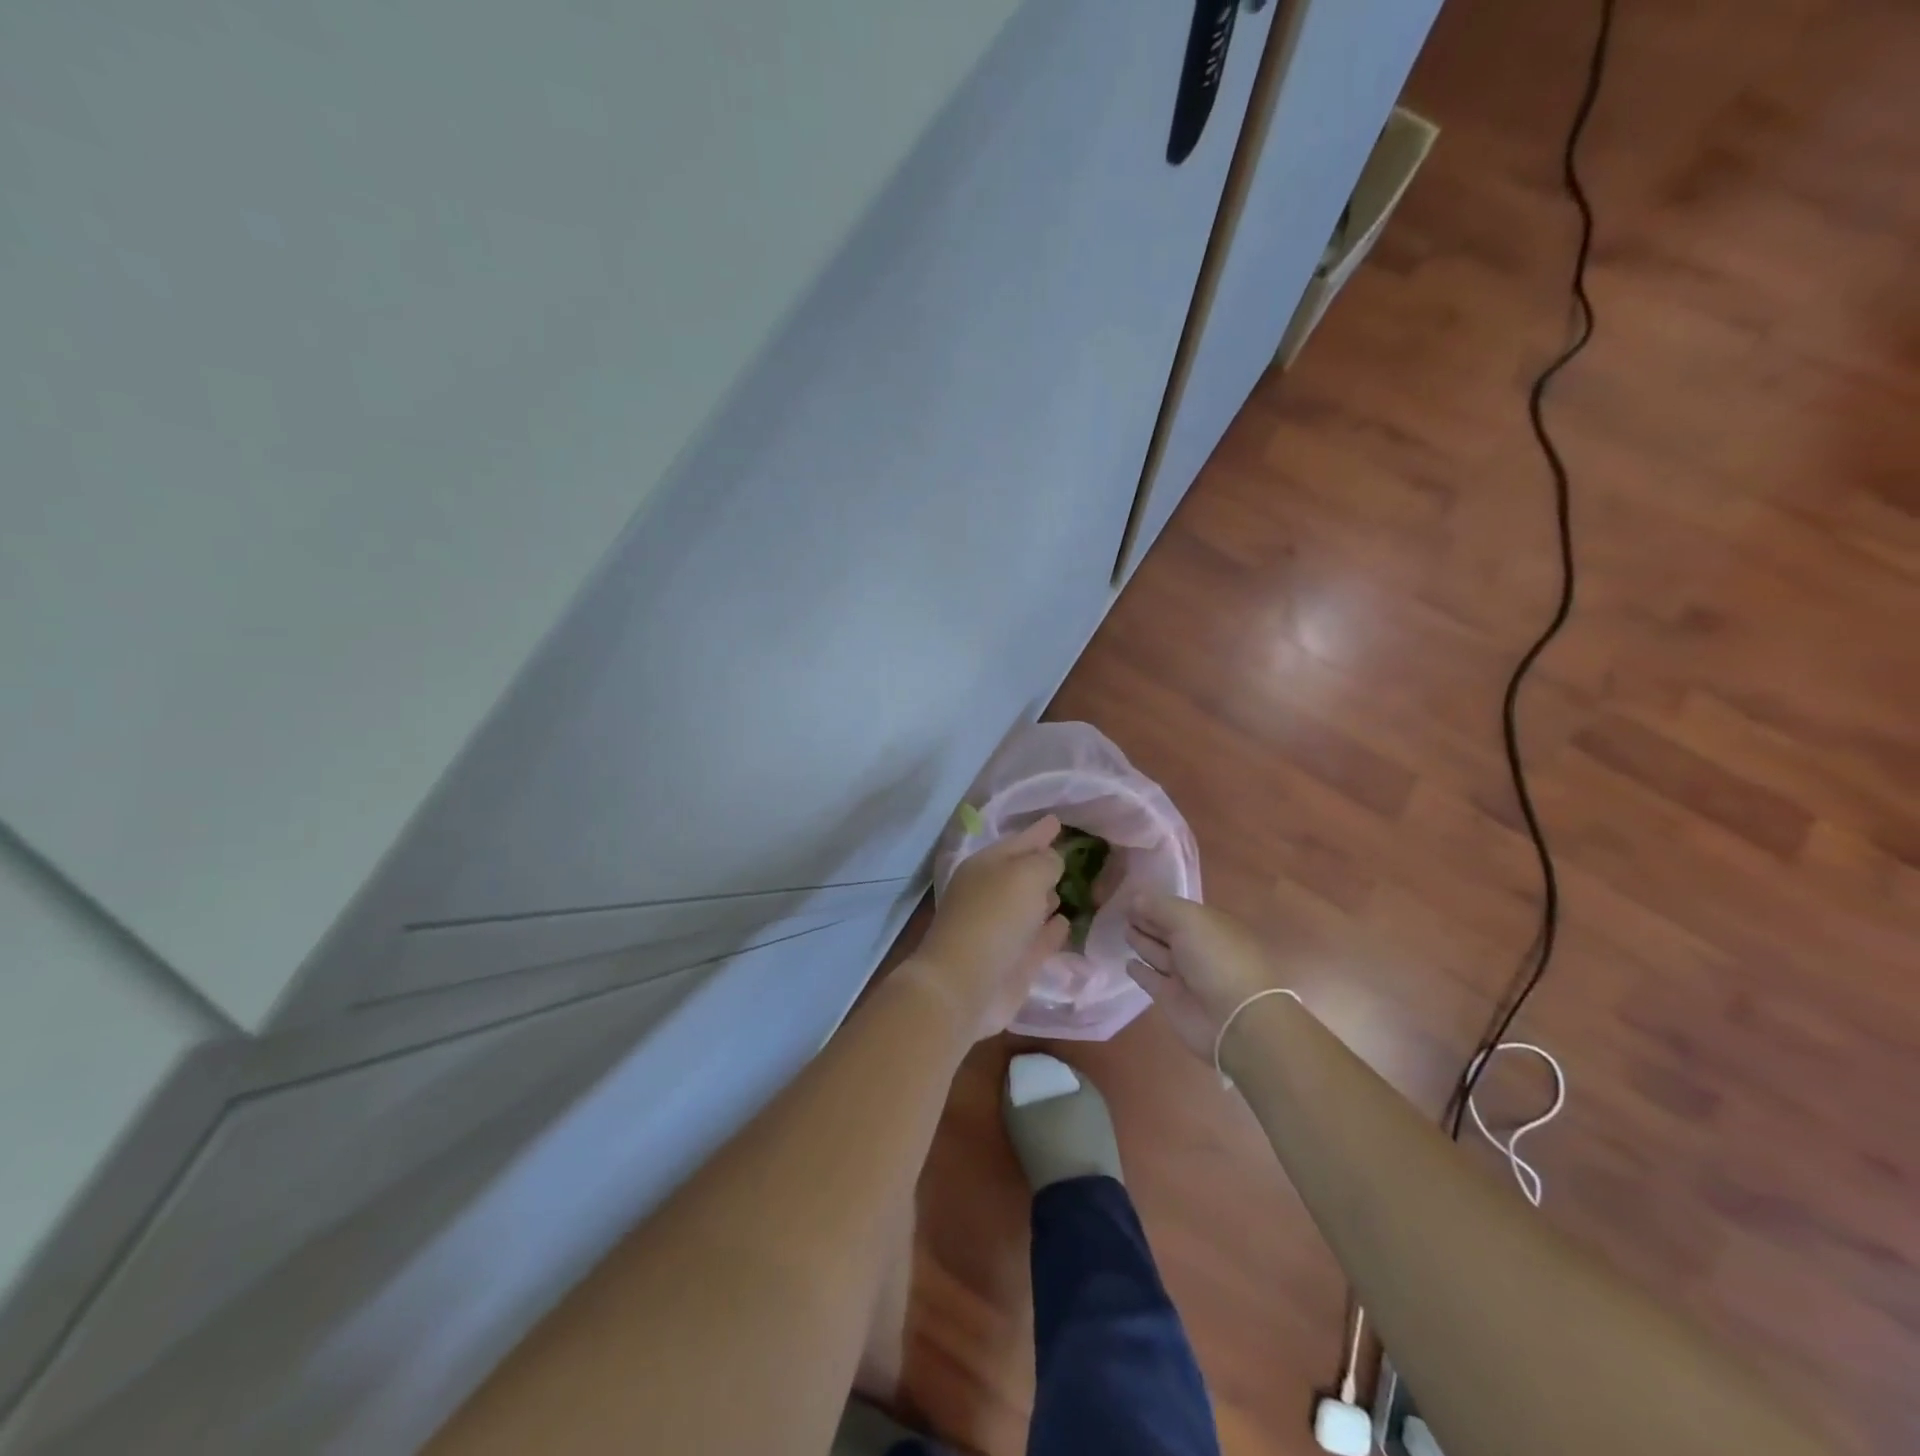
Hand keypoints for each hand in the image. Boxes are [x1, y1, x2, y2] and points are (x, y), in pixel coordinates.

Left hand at [913, 815, 1069, 1041]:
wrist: (964, 986)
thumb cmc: (993, 918)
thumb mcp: (1025, 875)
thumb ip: (1045, 862)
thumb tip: (1052, 863)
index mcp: (985, 867)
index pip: (1018, 841)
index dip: (1039, 831)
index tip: (1058, 820)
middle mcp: (991, 894)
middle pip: (1022, 874)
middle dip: (1043, 864)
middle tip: (1069, 855)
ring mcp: (1001, 930)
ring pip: (1029, 907)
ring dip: (1047, 898)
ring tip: (1070, 888)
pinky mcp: (1014, 962)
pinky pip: (1039, 938)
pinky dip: (1052, 930)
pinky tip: (1066, 923)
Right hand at [1125, 895, 1284, 1060]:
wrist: (1234, 1020)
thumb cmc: (1216, 959)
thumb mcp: (1189, 920)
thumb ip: (1159, 907)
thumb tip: (1133, 898)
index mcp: (1210, 926)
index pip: (1178, 910)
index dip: (1156, 903)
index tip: (1130, 895)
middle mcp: (1198, 949)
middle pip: (1168, 931)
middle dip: (1148, 920)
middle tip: (1122, 911)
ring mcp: (1186, 976)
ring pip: (1158, 953)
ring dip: (1143, 942)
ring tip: (1124, 930)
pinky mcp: (1172, 999)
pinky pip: (1151, 980)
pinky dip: (1140, 971)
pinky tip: (1128, 963)